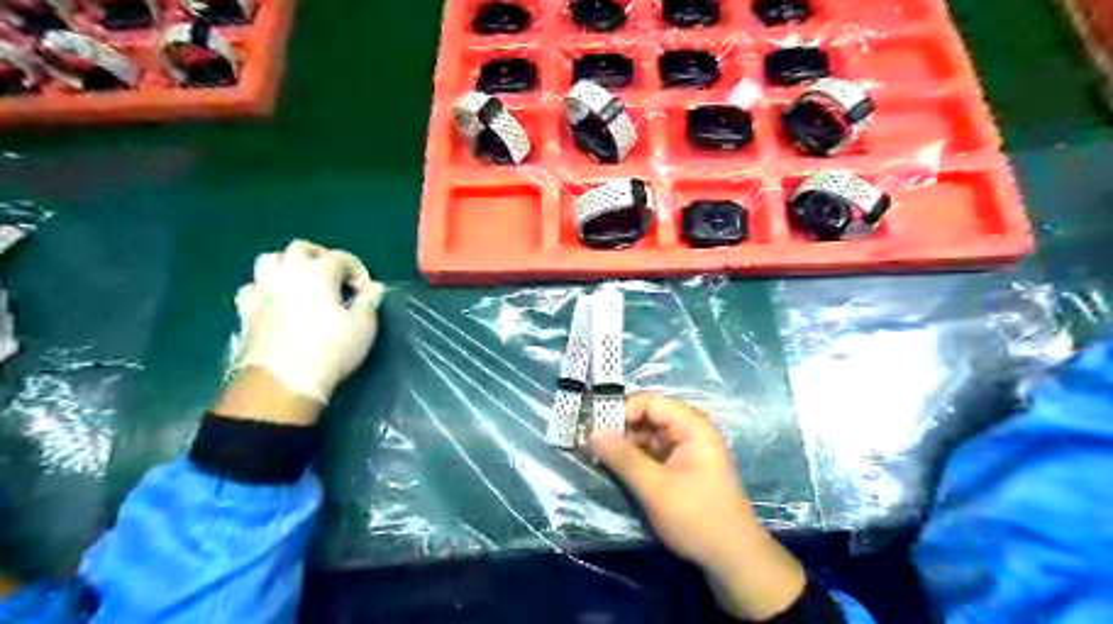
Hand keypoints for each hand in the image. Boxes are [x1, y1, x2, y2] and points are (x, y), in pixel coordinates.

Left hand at [229, 239, 388, 404]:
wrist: (283, 382)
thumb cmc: (331, 351)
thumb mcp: (363, 327)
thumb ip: (369, 302)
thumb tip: (374, 288)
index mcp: (318, 274)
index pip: (339, 257)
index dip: (357, 269)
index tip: (366, 292)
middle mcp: (287, 274)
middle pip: (300, 248)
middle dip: (320, 256)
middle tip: (335, 277)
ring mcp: (262, 291)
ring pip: (269, 260)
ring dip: (288, 265)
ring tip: (303, 282)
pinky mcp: (245, 312)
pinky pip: (252, 287)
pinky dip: (266, 288)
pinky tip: (276, 301)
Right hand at [587, 395, 805, 617]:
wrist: (733, 560)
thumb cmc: (697, 517)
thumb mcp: (656, 487)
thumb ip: (623, 457)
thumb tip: (592, 432)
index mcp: (692, 427)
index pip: (649, 403)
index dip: (621, 411)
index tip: (593, 428)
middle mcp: (689, 433)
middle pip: (648, 418)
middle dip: (619, 429)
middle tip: (589, 444)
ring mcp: (685, 452)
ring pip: (647, 438)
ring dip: (624, 446)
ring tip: (596, 457)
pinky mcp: (680, 470)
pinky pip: (652, 455)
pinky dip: (634, 460)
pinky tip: (614, 469)